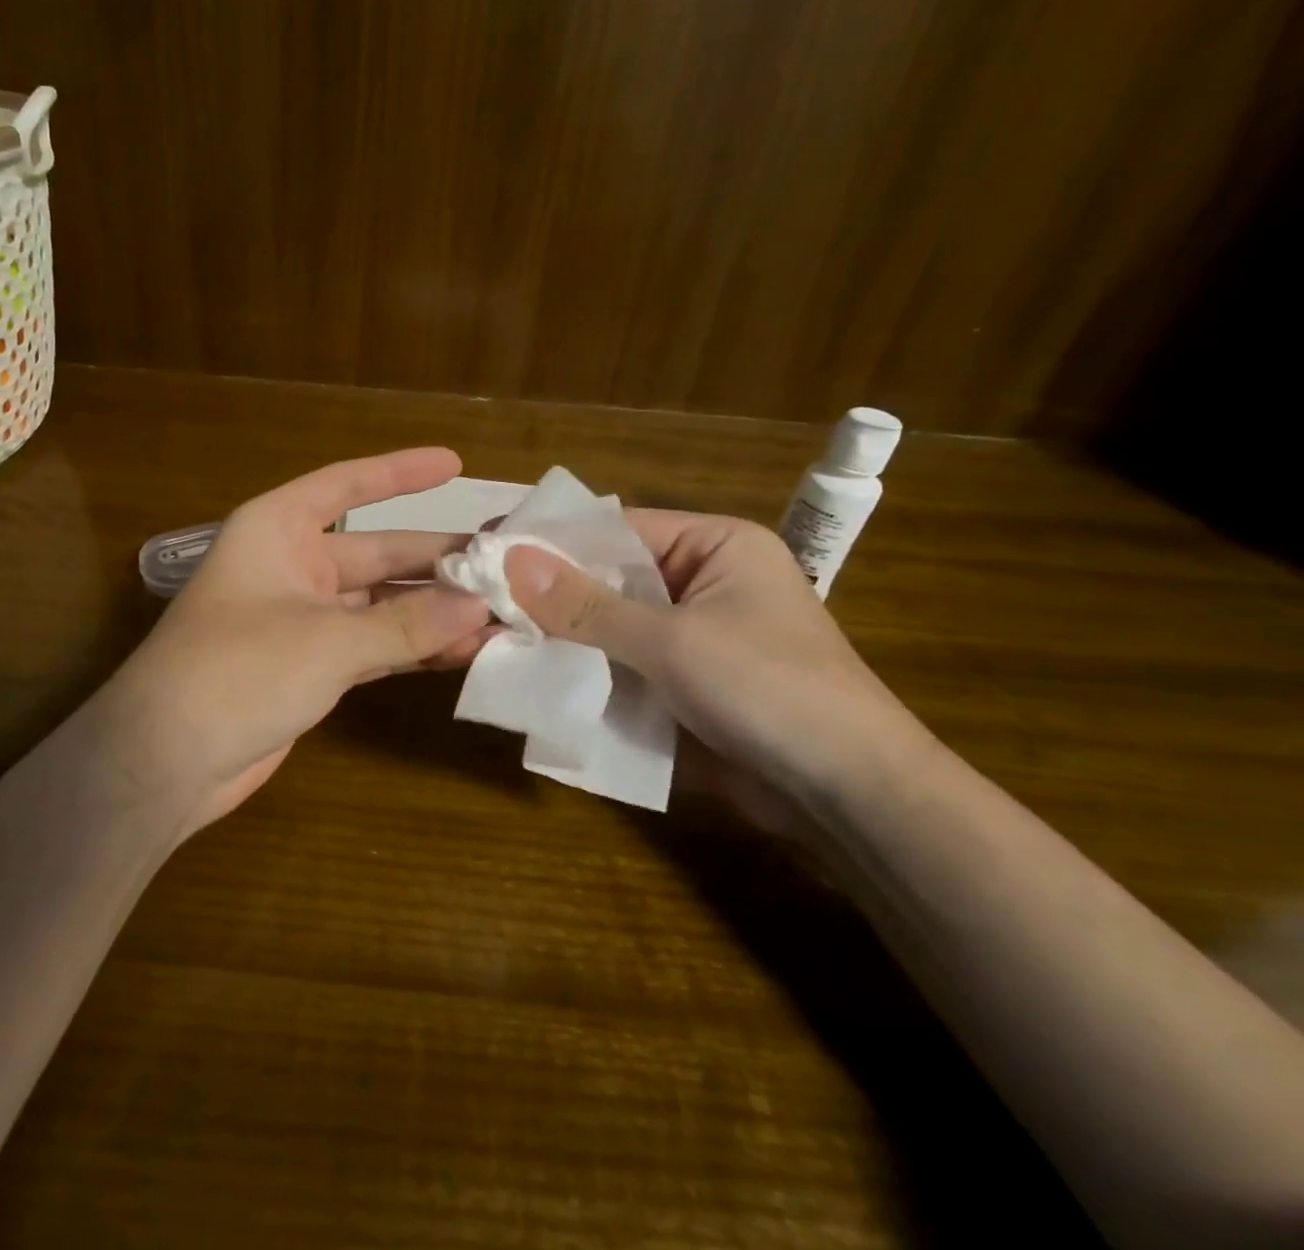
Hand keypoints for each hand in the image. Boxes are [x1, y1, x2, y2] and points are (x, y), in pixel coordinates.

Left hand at [104, 448, 495, 832]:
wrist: (165, 760)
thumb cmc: (237, 670)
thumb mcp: (327, 640)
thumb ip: (406, 624)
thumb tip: (480, 607)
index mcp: (278, 530)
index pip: (347, 486)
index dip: (400, 472)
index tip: (455, 464)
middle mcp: (291, 565)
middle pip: (377, 552)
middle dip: (436, 560)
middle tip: (504, 564)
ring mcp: (301, 619)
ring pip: (380, 604)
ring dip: (432, 611)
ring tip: (500, 614)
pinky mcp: (310, 667)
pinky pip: (373, 644)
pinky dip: (411, 648)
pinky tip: (462, 652)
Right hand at [502, 512, 930, 797]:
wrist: (849, 799)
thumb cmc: (770, 691)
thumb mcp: (670, 641)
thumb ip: (586, 605)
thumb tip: (508, 560)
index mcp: (715, 545)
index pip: (615, 527)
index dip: (551, 539)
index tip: (487, 549)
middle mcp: (701, 580)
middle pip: (608, 576)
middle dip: (549, 593)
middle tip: (477, 599)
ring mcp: (691, 634)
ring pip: (608, 624)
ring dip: (560, 635)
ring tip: (490, 637)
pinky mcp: (682, 682)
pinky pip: (620, 662)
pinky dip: (584, 668)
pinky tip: (533, 674)